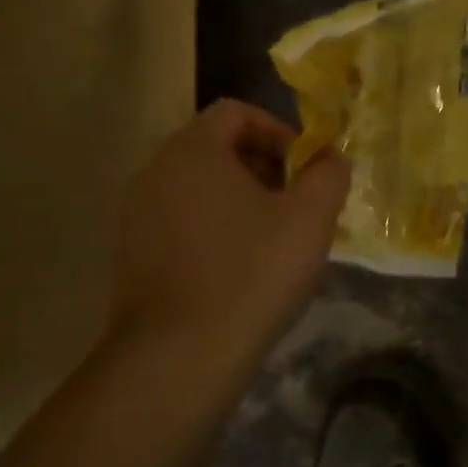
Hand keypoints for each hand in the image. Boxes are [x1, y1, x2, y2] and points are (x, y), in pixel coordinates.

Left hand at [109, 99, 350, 370]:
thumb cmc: (253, 271)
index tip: (307, 170)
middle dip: (267, 167)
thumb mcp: (311, 217)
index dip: (280, 131)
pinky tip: (246, 269)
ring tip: (279, 240)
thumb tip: (332, 156)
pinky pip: (186, 221)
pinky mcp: (135, 255)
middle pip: (218, 148)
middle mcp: (155, 173)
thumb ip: (329, 174)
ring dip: (246, 200)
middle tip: (299, 204)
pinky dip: (220, 229)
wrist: (181, 354)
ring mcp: (138, 216)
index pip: (237, 112)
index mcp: (193, 152)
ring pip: (202, 188)